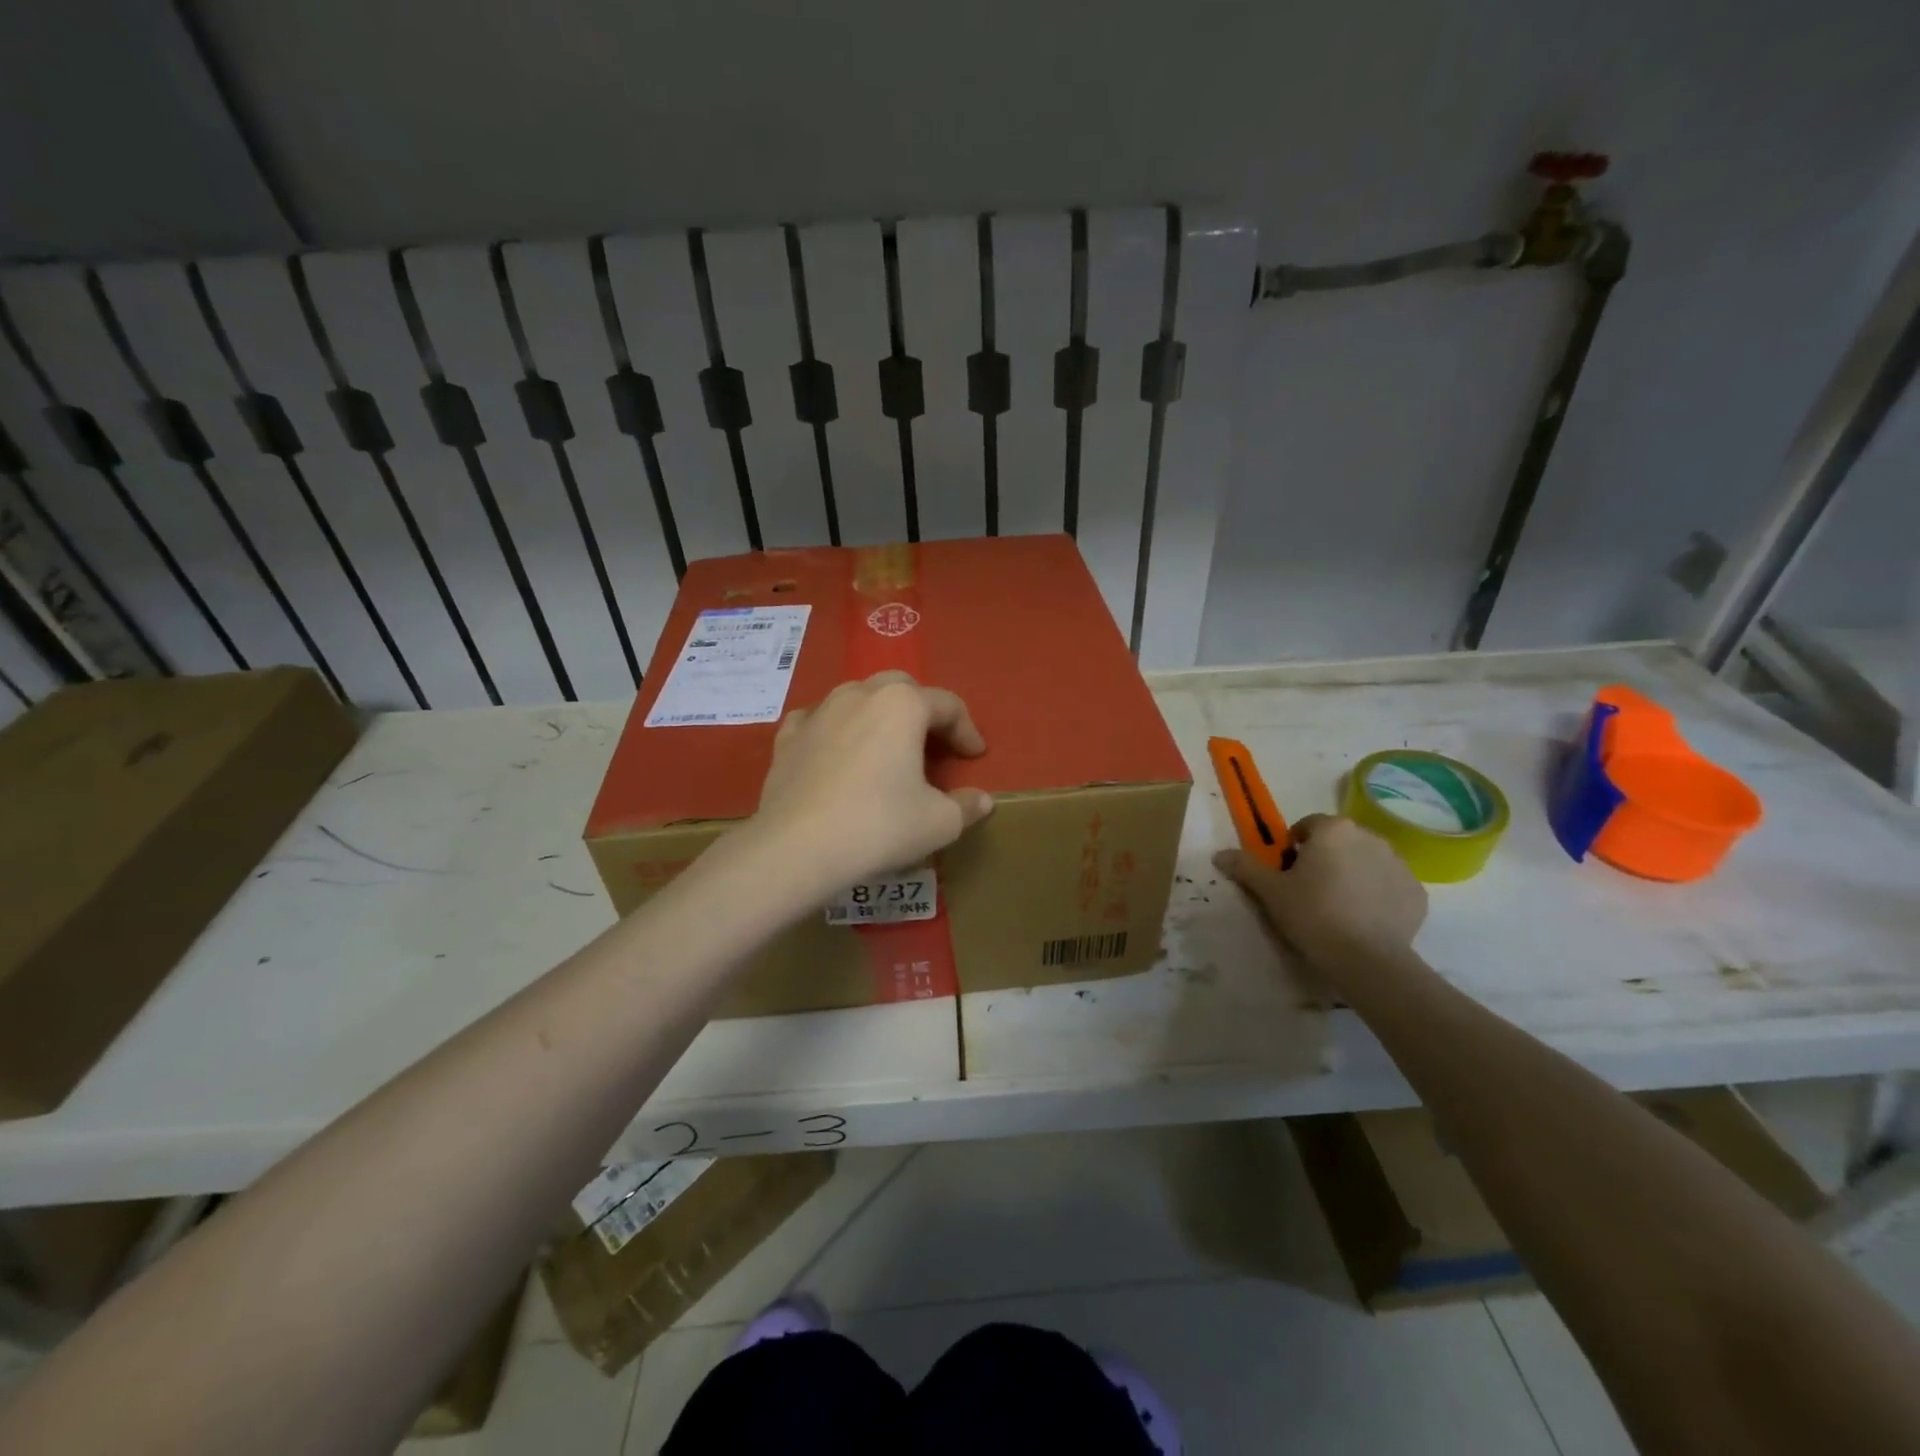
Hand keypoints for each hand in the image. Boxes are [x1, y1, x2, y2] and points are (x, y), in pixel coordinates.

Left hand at [752, 671, 993, 896]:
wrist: (796, 848)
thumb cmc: (878, 827)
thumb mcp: (939, 823)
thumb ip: (966, 806)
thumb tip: (982, 801)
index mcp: (902, 705)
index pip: (948, 705)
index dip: (967, 731)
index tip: (975, 756)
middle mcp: (859, 694)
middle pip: (902, 687)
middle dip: (924, 709)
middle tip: (935, 742)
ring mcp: (819, 712)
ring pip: (858, 696)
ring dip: (880, 714)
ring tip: (888, 744)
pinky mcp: (788, 736)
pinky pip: (819, 719)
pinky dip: (836, 728)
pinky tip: (837, 748)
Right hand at [1214, 814, 1426, 968]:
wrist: (1366, 958)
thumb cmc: (1312, 913)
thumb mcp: (1270, 891)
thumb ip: (1245, 867)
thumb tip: (1219, 855)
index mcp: (1333, 830)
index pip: (1308, 826)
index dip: (1294, 847)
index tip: (1288, 873)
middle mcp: (1370, 837)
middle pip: (1340, 842)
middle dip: (1326, 859)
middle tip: (1310, 891)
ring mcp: (1399, 864)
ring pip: (1367, 862)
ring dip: (1353, 874)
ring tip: (1338, 907)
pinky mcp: (1417, 893)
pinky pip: (1390, 886)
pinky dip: (1378, 896)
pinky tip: (1364, 920)